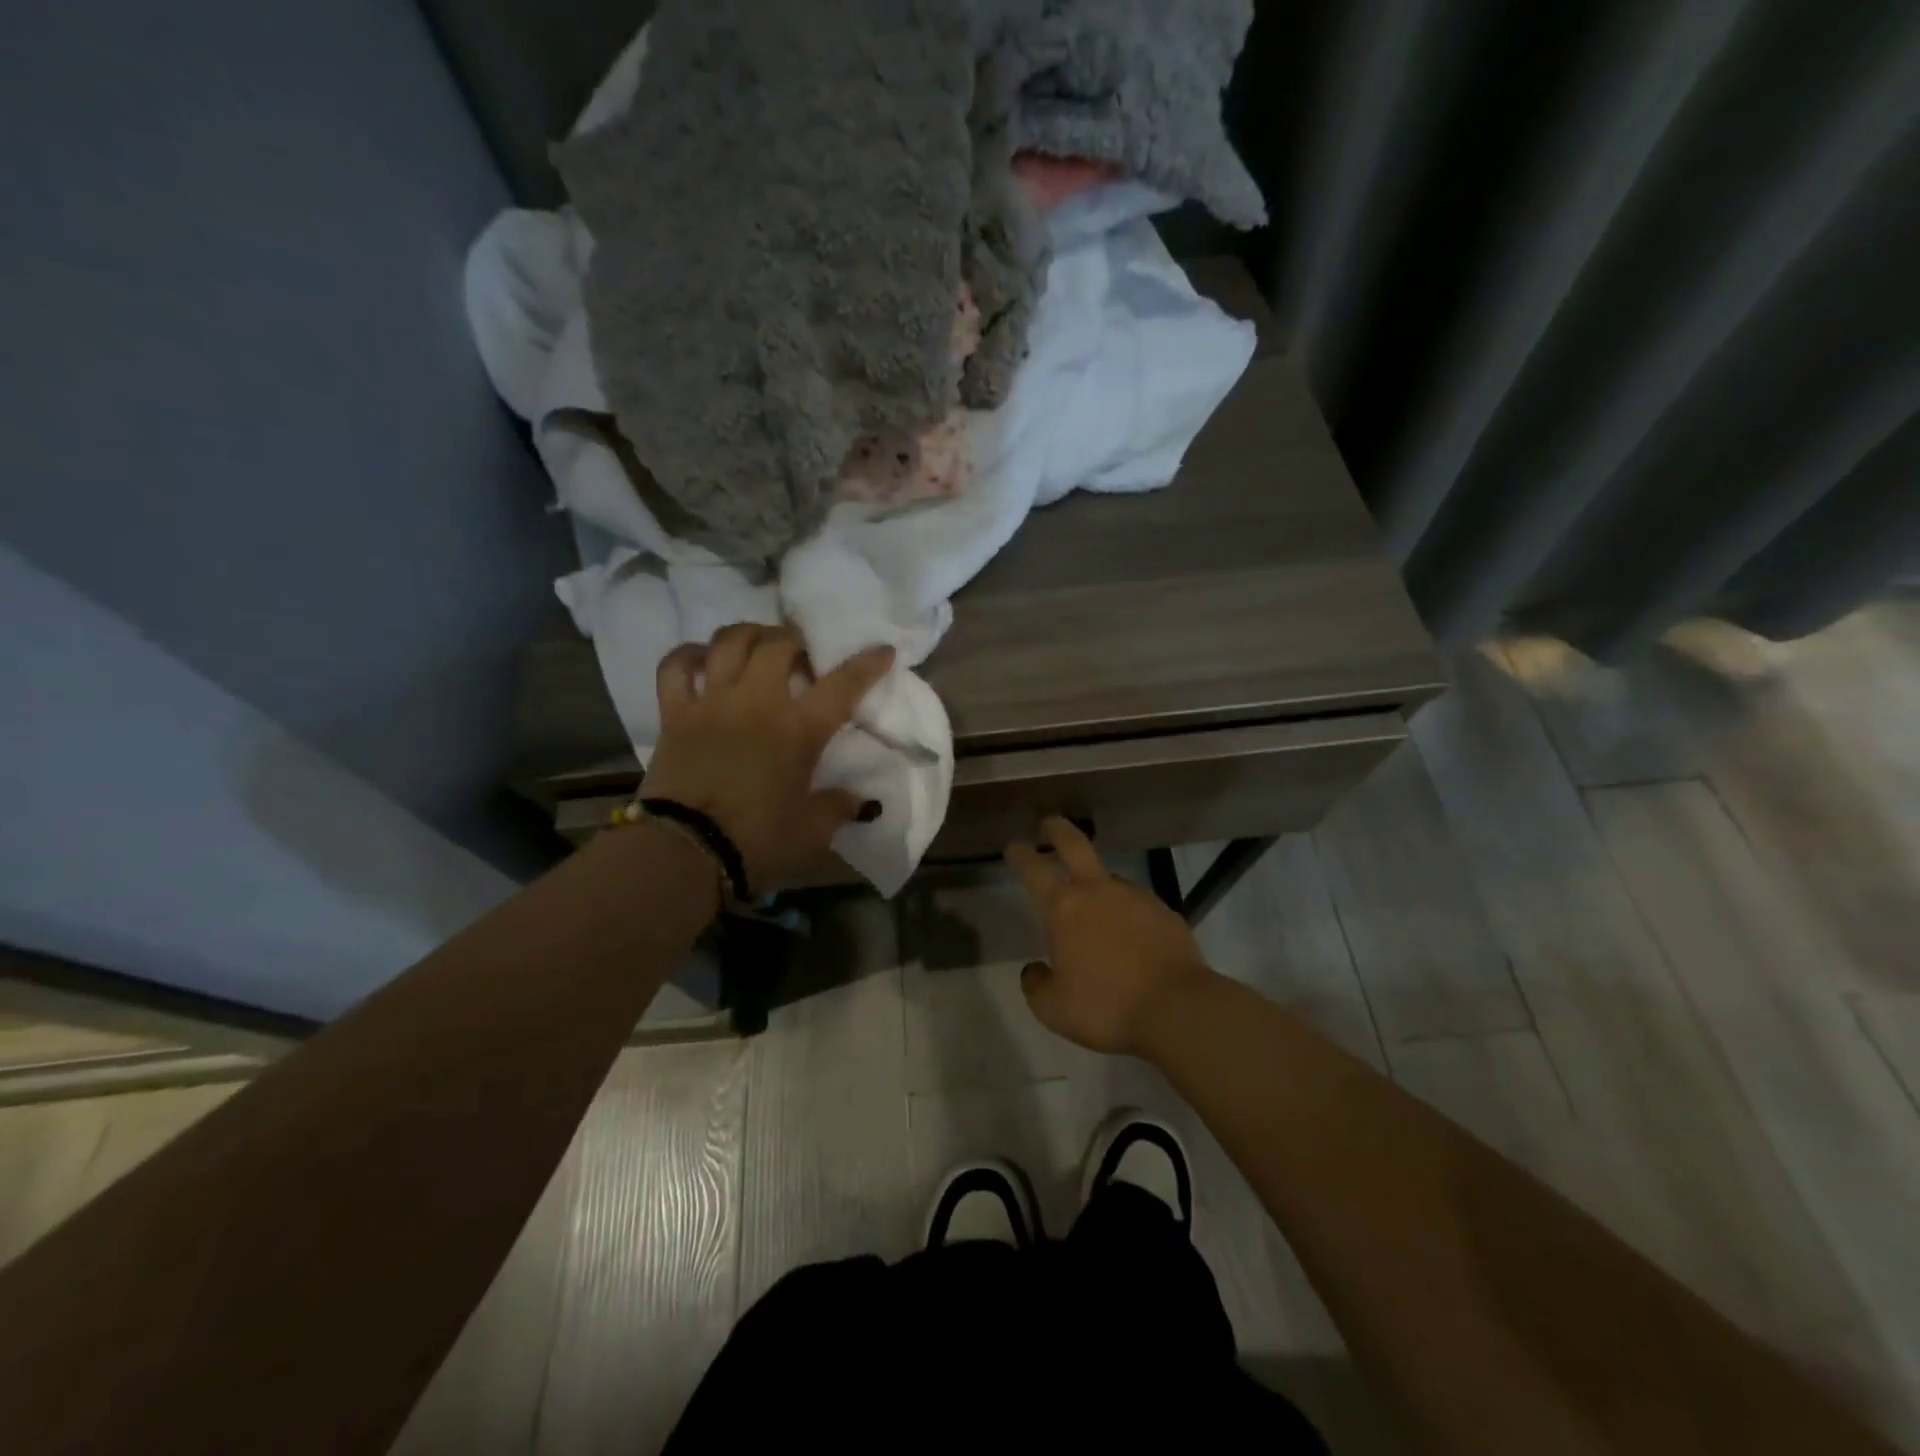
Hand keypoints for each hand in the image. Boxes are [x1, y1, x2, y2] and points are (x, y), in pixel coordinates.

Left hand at [641, 625, 893, 892]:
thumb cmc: (756, 842)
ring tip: (758, 645)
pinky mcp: (674, 714)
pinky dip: (688, 655)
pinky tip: (702, 658)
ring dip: (749, 634)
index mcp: (799, 730)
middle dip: (796, 640)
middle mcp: (757, 702)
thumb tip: (860, 800)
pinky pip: (676, 667)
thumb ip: (839, 807)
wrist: (684, 855)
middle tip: (802, 656)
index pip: (842, 685)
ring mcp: (712, 702)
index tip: (882, 650)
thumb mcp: (812, 832)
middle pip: (779, 644)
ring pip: (729, 642)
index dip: (867, 664)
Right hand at [1006, 817, 1214, 1055]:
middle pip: (1074, 844)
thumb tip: (1035, 970)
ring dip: (1095, 882)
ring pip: (1108, 877)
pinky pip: (1135, 903)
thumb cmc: (1106, 1006)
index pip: (1034, 870)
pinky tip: (1127, 935)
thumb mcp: (1053, 1008)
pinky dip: (1125, 911)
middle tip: (1047, 824)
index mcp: (1064, 908)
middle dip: (1057, 830)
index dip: (1021, 855)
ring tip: (1092, 907)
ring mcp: (1135, 897)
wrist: (1178, 1009)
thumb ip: (1036, 984)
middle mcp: (1098, 891)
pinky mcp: (1165, 911)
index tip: (1014, 846)